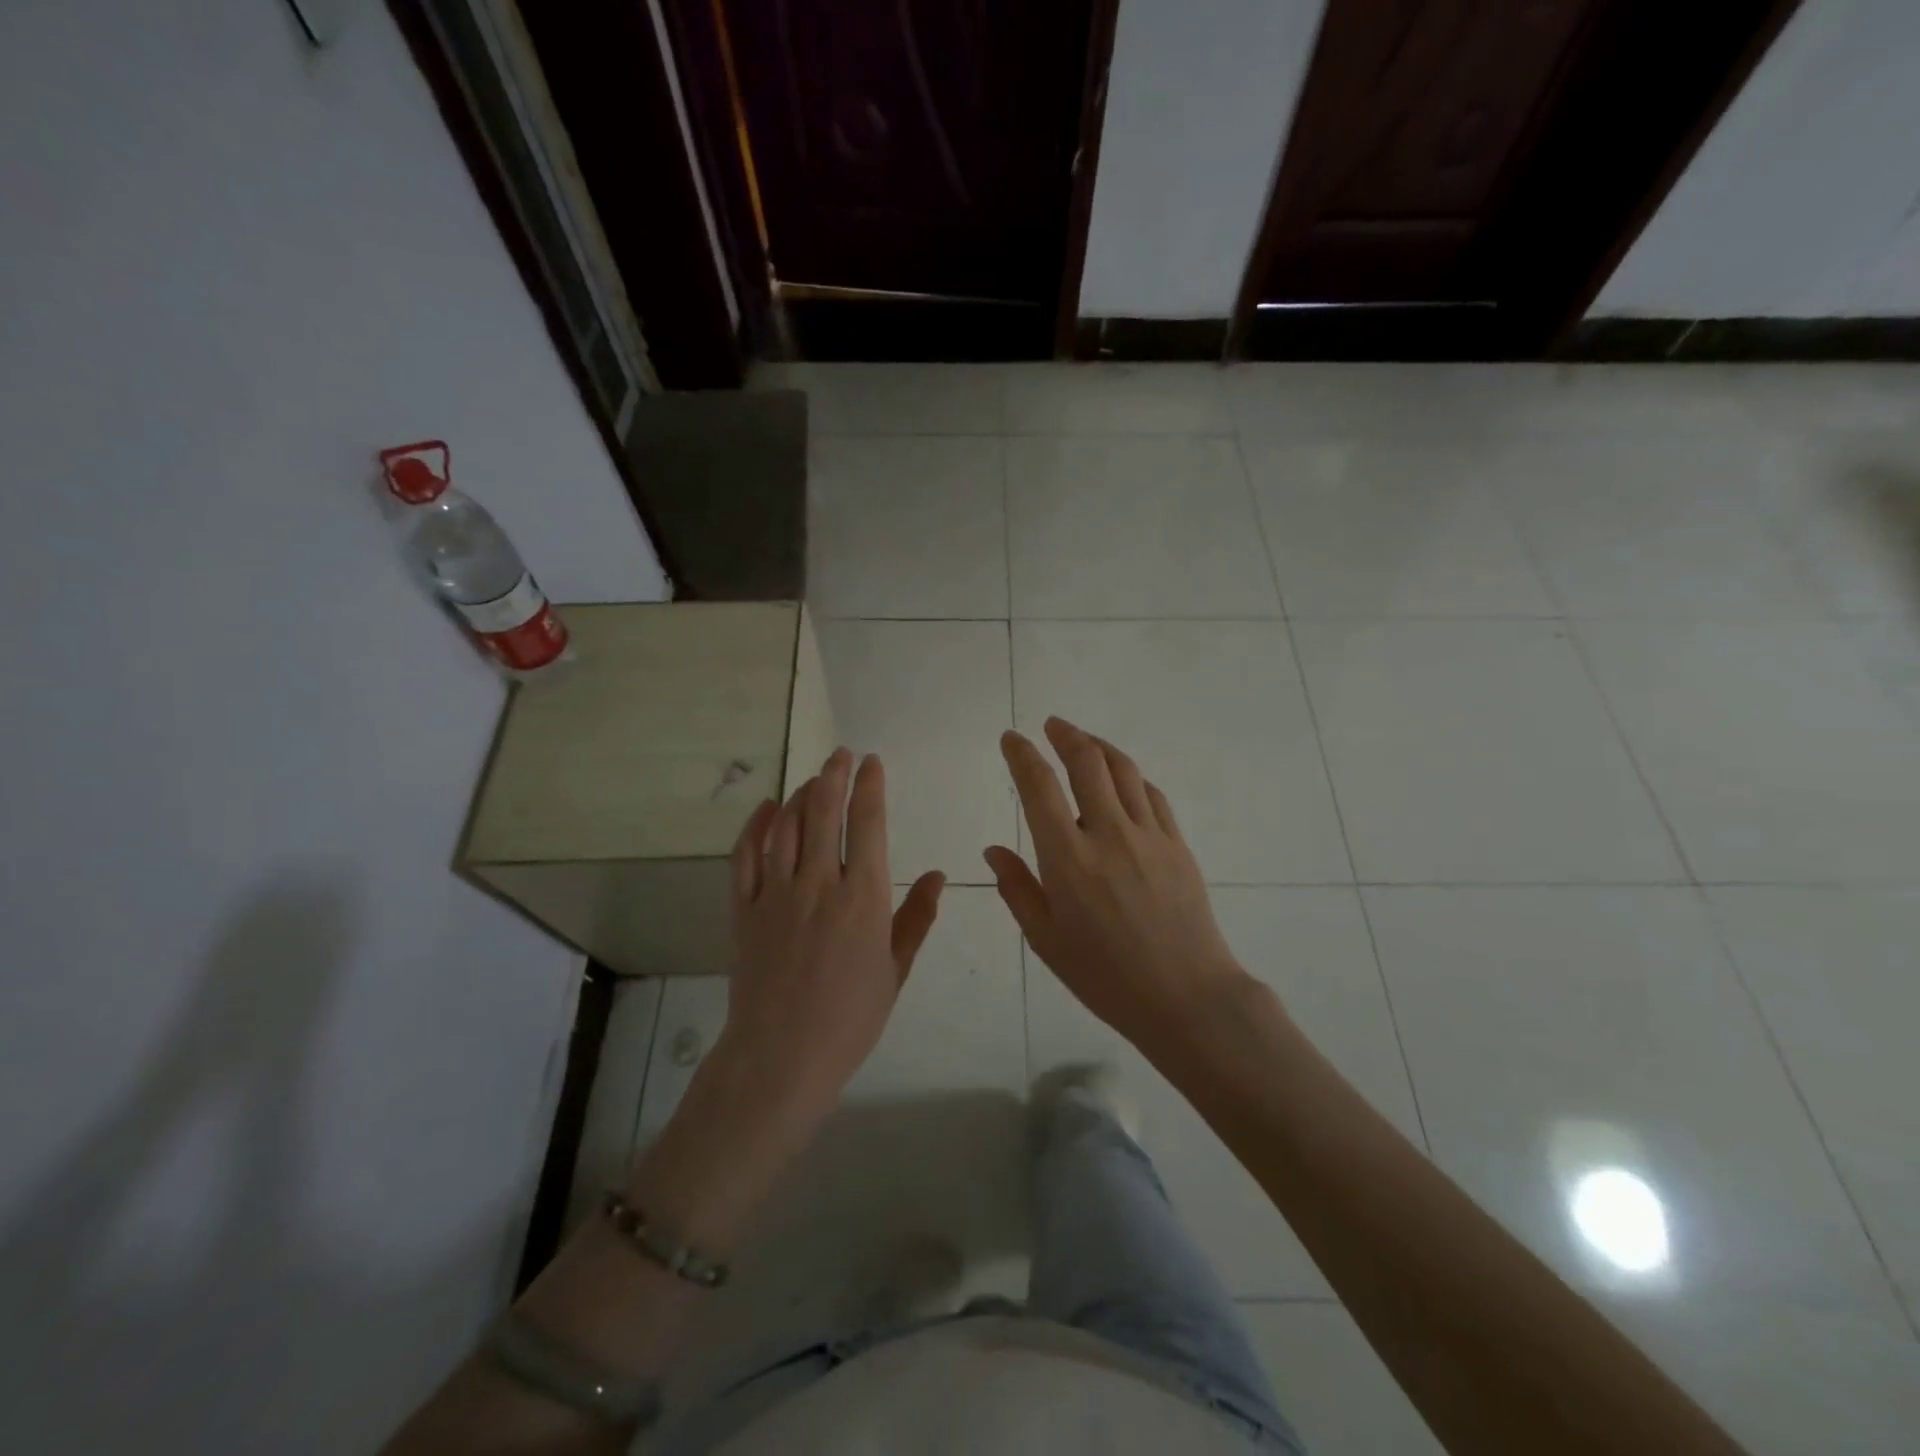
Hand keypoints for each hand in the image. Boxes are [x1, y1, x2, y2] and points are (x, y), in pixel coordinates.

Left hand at [721, 748, 945, 1128]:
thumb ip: (916, 918)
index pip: (868, 824)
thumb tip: (940, 876)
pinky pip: (746, 856)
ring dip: (801, 794)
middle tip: (841, 755)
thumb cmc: (850, 1018)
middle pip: (824, 812)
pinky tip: (768, 808)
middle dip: (834, 776)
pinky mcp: (744, 909)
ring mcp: (776, 893)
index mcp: (862, 897)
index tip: (873, 763)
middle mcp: (818, 883)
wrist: (781, 1057)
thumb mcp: (895, 970)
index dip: (870, 787)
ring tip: (813, 778)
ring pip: (787, 826)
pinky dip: (757, 826)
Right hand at [986, 718, 1248, 1061]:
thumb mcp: (1046, 940)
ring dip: (1099, 746)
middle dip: (1065, 735)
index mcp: (1068, 858)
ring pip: (1124, 770)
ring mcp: (1149, 835)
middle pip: (1087, 762)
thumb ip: (1017, 888)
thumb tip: (993, 850)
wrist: (1186, 997)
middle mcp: (1108, 833)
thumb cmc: (1105, 976)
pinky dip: (1132, 777)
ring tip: (1084, 741)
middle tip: (1051, 726)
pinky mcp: (1177, 844)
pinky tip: (1123, 780)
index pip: (1039, 787)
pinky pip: (1152, 795)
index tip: (1011, 739)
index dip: (1022, 755)